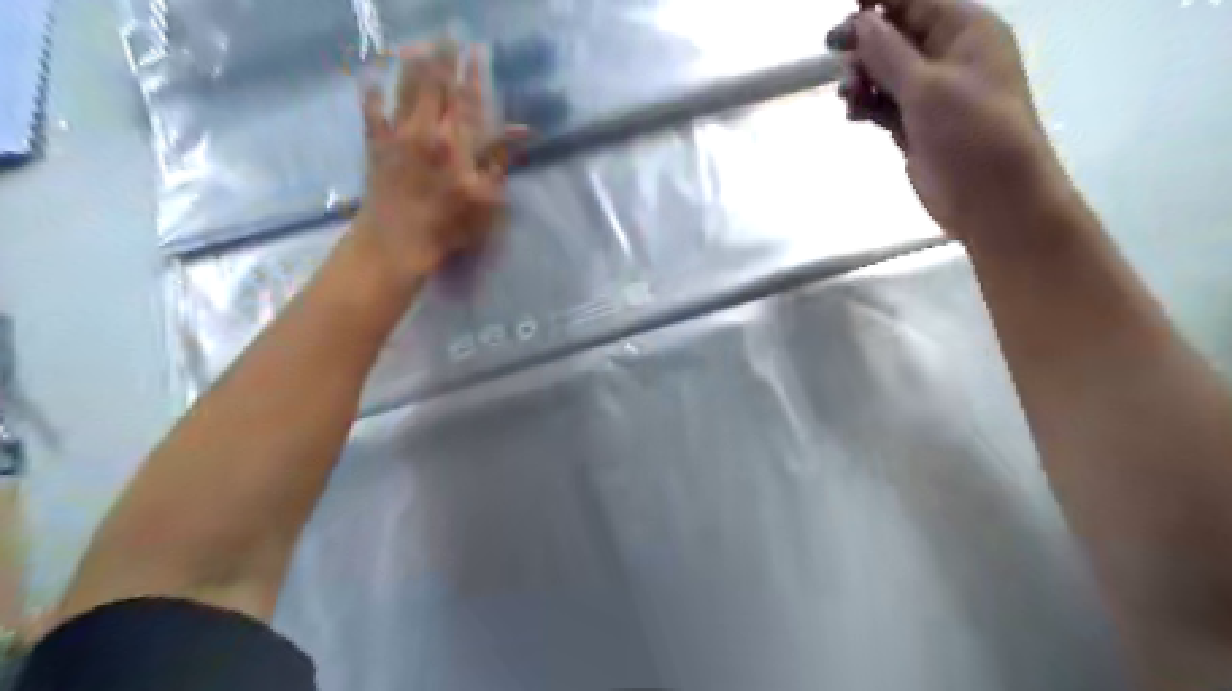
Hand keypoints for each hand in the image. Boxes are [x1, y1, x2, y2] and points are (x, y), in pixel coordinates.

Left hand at [356, 47, 528, 282]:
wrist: (397, 241)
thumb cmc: (448, 225)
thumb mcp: (487, 200)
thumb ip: (499, 162)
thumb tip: (520, 133)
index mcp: (455, 143)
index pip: (467, 100)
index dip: (472, 74)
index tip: (476, 51)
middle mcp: (425, 130)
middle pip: (434, 84)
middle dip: (442, 57)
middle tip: (447, 34)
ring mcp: (397, 135)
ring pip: (405, 89)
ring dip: (412, 65)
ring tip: (418, 44)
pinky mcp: (376, 146)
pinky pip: (372, 112)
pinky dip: (372, 94)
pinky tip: (372, 79)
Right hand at [828, 1, 1079, 243]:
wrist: (991, 197)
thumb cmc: (970, 132)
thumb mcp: (927, 86)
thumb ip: (888, 52)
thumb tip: (860, 21)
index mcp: (966, 30)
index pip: (916, 0)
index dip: (879, 1)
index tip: (845, 8)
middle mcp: (949, 56)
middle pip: (897, 34)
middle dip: (865, 41)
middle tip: (832, 49)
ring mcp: (932, 94)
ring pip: (886, 72)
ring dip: (863, 77)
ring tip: (847, 95)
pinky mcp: (917, 126)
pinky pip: (885, 104)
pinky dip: (867, 105)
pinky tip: (853, 113)